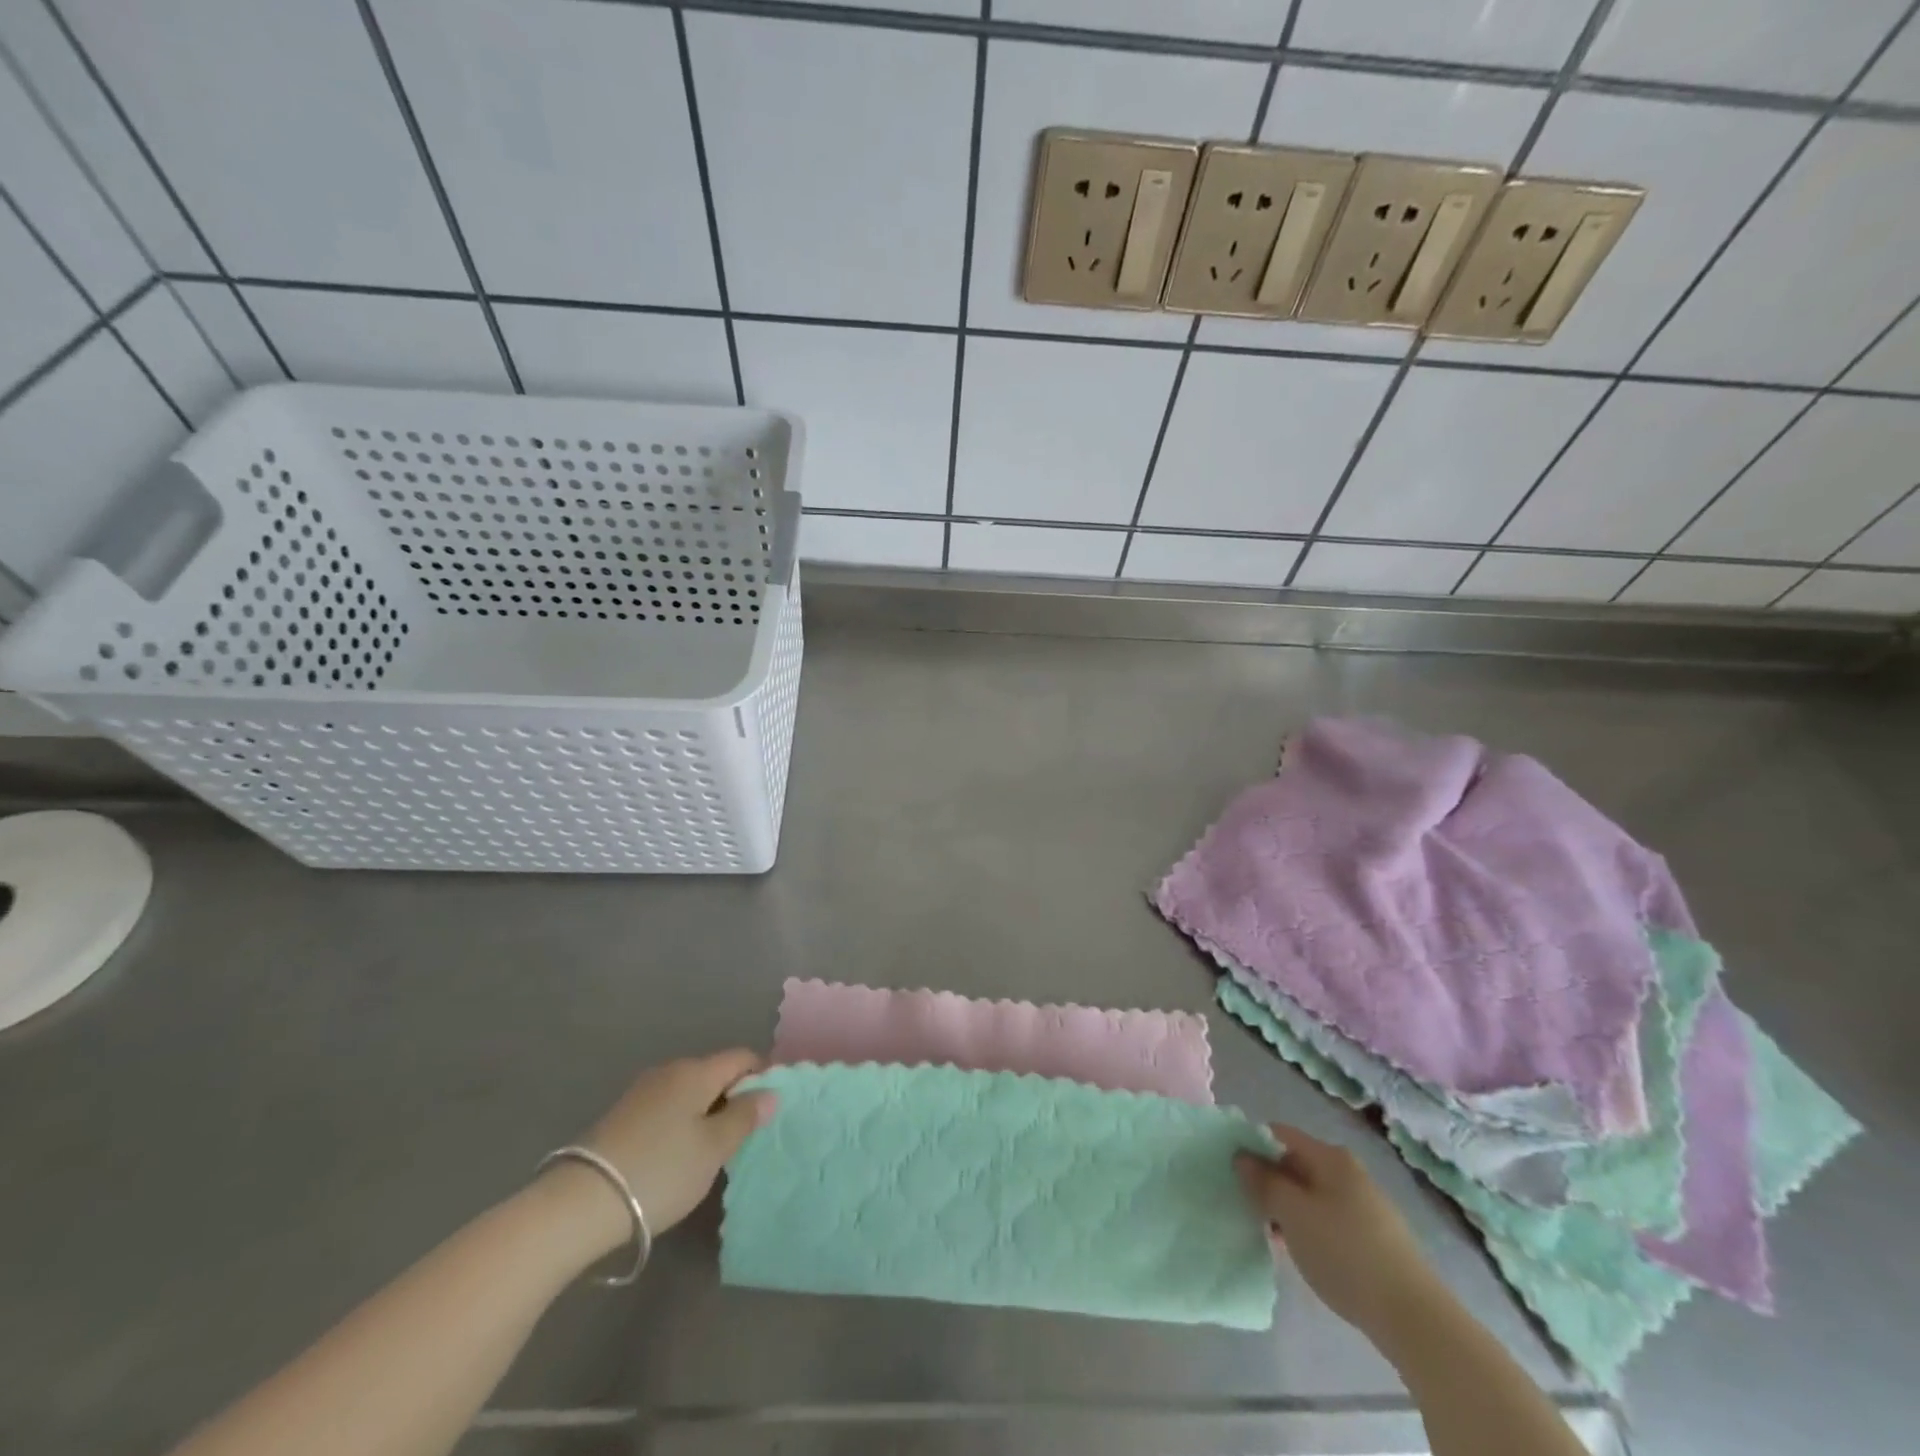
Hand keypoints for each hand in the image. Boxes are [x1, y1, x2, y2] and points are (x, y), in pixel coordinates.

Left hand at [540, 1051, 777, 1258]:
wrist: (578, 1204)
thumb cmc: (660, 1170)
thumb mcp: (713, 1149)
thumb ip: (745, 1117)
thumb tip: (770, 1092)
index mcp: (696, 1071)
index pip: (742, 1057)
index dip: (762, 1076)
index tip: (770, 1109)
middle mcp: (669, 1071)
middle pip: (714, 1073)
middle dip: (733, 1097)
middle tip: (743, 1137)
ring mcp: (641, 1092)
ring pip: (689, 1092)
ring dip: (706, 1112)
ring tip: (711, 1150)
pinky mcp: (621, 1116)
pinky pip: (667, 1108)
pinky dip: (681, 1123)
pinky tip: (677, 1156)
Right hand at [1235, 1123, 1440, 1336]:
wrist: (1413, 1317)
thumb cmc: (1344, 1253)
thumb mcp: (1292, 1214)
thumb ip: (1263, 1181)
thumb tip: (1242, 1156)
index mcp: (1330, 1157)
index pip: (1279, 1134)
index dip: (1253, 1147)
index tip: (1234, 1172)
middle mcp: (1349, 1172)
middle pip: (1295, 1164)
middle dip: (1270, 1183)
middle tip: (1249, 1209)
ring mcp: (1365, 1205)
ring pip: (1311, 1195)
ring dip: (1288, 1210)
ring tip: (1272, 1237)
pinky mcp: (1374, 1237)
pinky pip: (1329, 1219)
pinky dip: (1310, 1229)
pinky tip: (1302, 1254)